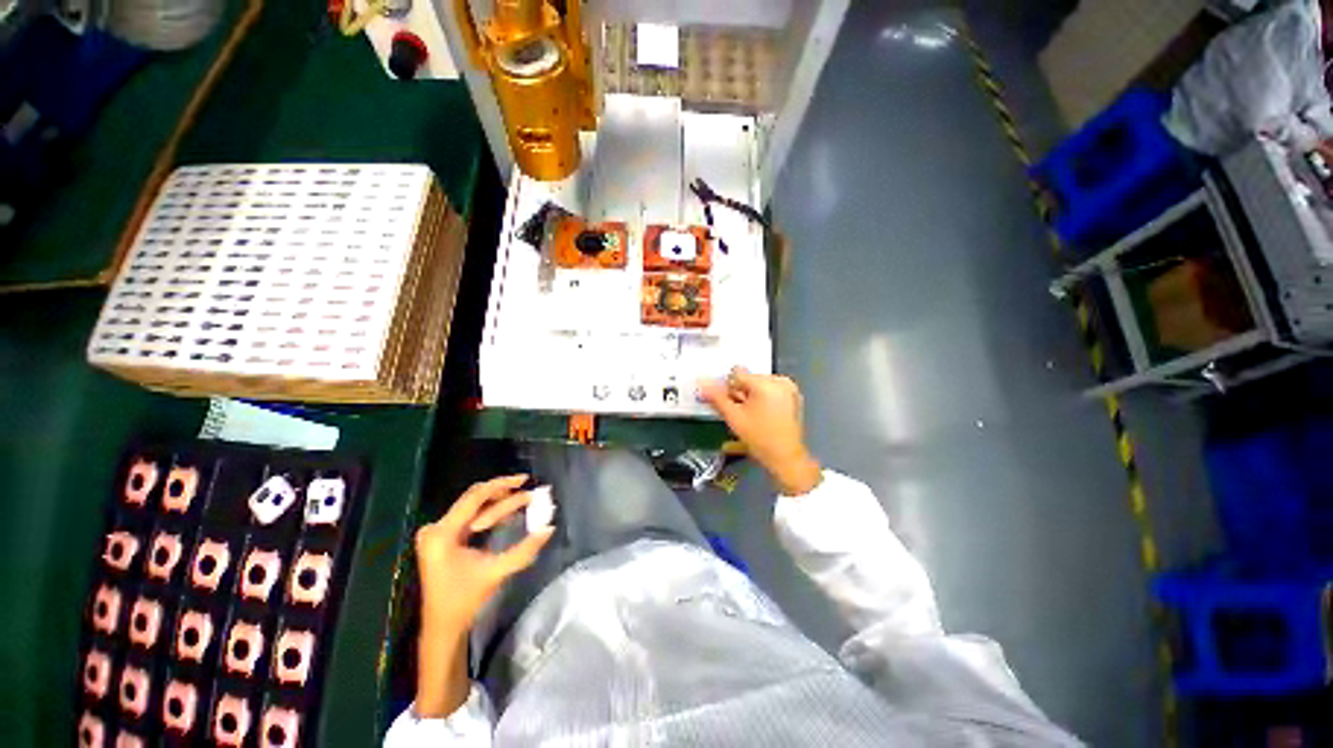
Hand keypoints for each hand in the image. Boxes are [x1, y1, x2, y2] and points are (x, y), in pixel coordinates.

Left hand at [414, 475, 554, 630]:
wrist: (442, 627)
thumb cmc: (465, 600)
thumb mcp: (497, 572)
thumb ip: (525, 549)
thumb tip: (550, 528)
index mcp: (443, 534)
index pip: (475, 497)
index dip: (501, 484)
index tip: (525, 479)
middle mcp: (436, 528)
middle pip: (474, 499)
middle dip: (503, 493)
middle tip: (528, 491)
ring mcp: (437, 533)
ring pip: (473, 507)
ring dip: (498, 503)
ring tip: (523, 501)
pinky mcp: (442, 539)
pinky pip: (469, 516)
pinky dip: (489, 513)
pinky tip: (506, 514)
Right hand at [700, 367, 822, 495]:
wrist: (786, 458)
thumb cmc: (760, 439)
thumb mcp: (734, 417)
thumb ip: (716, 398)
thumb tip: (702, 384)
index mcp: (766, 383)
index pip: (736, 373)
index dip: (727, 387)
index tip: (727, 402)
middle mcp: (780, 381)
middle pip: (748, 378)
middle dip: (739, 392)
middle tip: (739, 412)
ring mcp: (788, 388)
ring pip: (757, 384)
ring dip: (749, 396)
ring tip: (750, 415)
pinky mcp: (793, 395)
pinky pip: (770, 389)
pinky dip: (761, 398)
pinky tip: (760, 414)